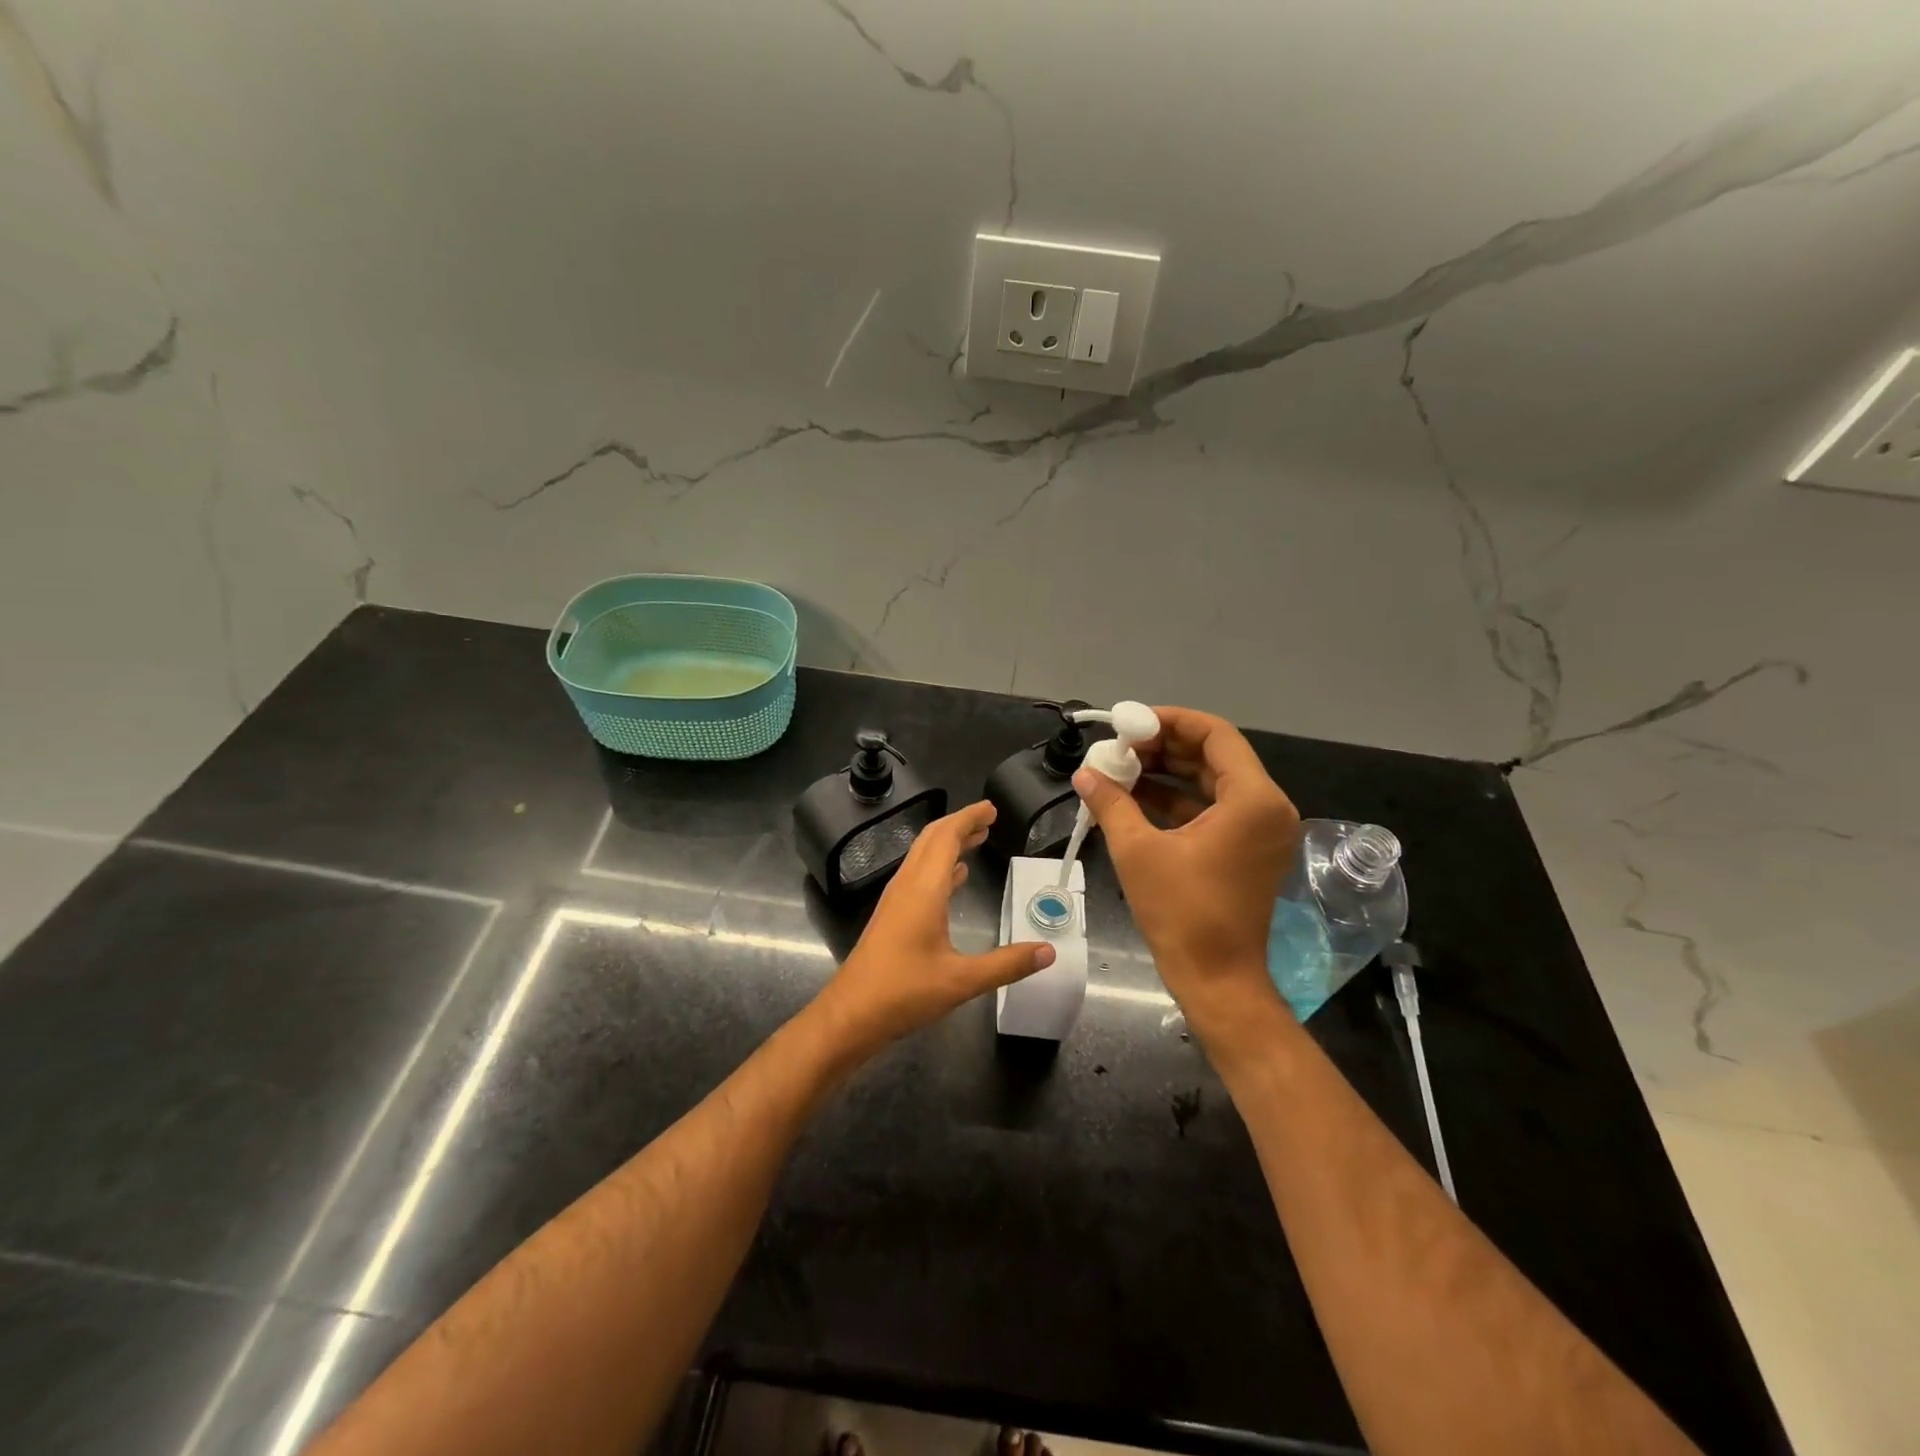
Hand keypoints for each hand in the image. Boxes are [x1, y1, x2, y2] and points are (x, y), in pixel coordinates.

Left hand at [813, 801, 1052, 1058]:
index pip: (946, 837)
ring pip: (922, 857)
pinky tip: (954, 878)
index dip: (969, 818)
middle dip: (960, 824)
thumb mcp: (962, 981)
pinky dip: (939, 867)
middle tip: (988, 818)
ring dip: (948, 844)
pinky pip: (918, 877)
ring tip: (977, 840)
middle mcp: (907, 886)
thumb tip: (1048, 952)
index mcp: (923, 889)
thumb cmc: (904, 992)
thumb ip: (1007, 965)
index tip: (991, 808)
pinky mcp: (891, 916)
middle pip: (931, 840)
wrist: (850, 1015)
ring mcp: (896, 900)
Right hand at [1072, 706, 1299, 1046]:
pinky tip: (1136, 796)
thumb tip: (1084, 774)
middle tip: (1119, 746)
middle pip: (1214, 755)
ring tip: (1121, 767)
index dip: (1170, 721)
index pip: (1215, 735)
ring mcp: (1261, 829)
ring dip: (1168, 772)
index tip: (1129, 723)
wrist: (1217, 979)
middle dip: (1164, 747)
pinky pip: (1214, 808)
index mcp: (1252, 799)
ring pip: (1212, 781)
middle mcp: (1267, 806)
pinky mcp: (1249, 848)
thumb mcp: (1137, 850)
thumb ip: (1111, 802)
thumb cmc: (1181, 913)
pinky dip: (1178, 799)